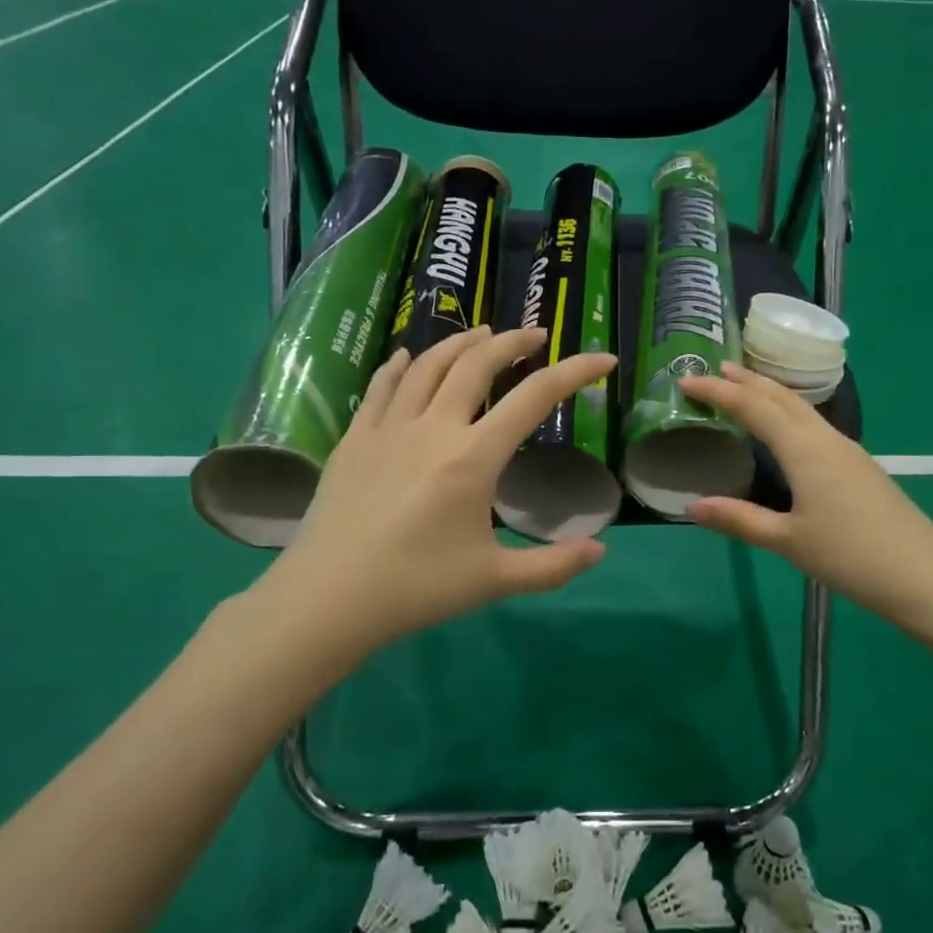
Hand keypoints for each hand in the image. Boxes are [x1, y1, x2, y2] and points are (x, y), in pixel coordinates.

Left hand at [252, 327, 617, 660]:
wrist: (329, 598)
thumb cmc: (417, 587)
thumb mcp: (494, 580)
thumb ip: (553, 566)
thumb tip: (600, 550)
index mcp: (474, 457)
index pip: (535, 398)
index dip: (575, 372)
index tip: (603, 360)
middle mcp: (434, 428)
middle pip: (477, 364)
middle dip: (512, 342)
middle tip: (535, 335)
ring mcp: (389, 428)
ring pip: (428, 365)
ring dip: (460, 343)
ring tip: (481, 334)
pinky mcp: (355, 439)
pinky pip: (381, 386)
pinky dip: (400, 365)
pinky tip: (406, 356)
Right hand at [679, 363, 932, 639]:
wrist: (925, 575)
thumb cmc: (851, 557)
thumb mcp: (788, 542)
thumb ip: (740, 520)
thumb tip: (693, 506)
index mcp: (805, 450)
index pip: (754, 408)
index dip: (718, 393)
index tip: (687, 382)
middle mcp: (826, 440)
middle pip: (782, 398)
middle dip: (747, 381)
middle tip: (716, 369)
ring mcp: (848, 451)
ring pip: (802, 409)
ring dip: (771, 394)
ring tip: (745, 388)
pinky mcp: (860, 467)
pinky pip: (815, 425)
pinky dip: (789, 413)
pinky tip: (787, 430)